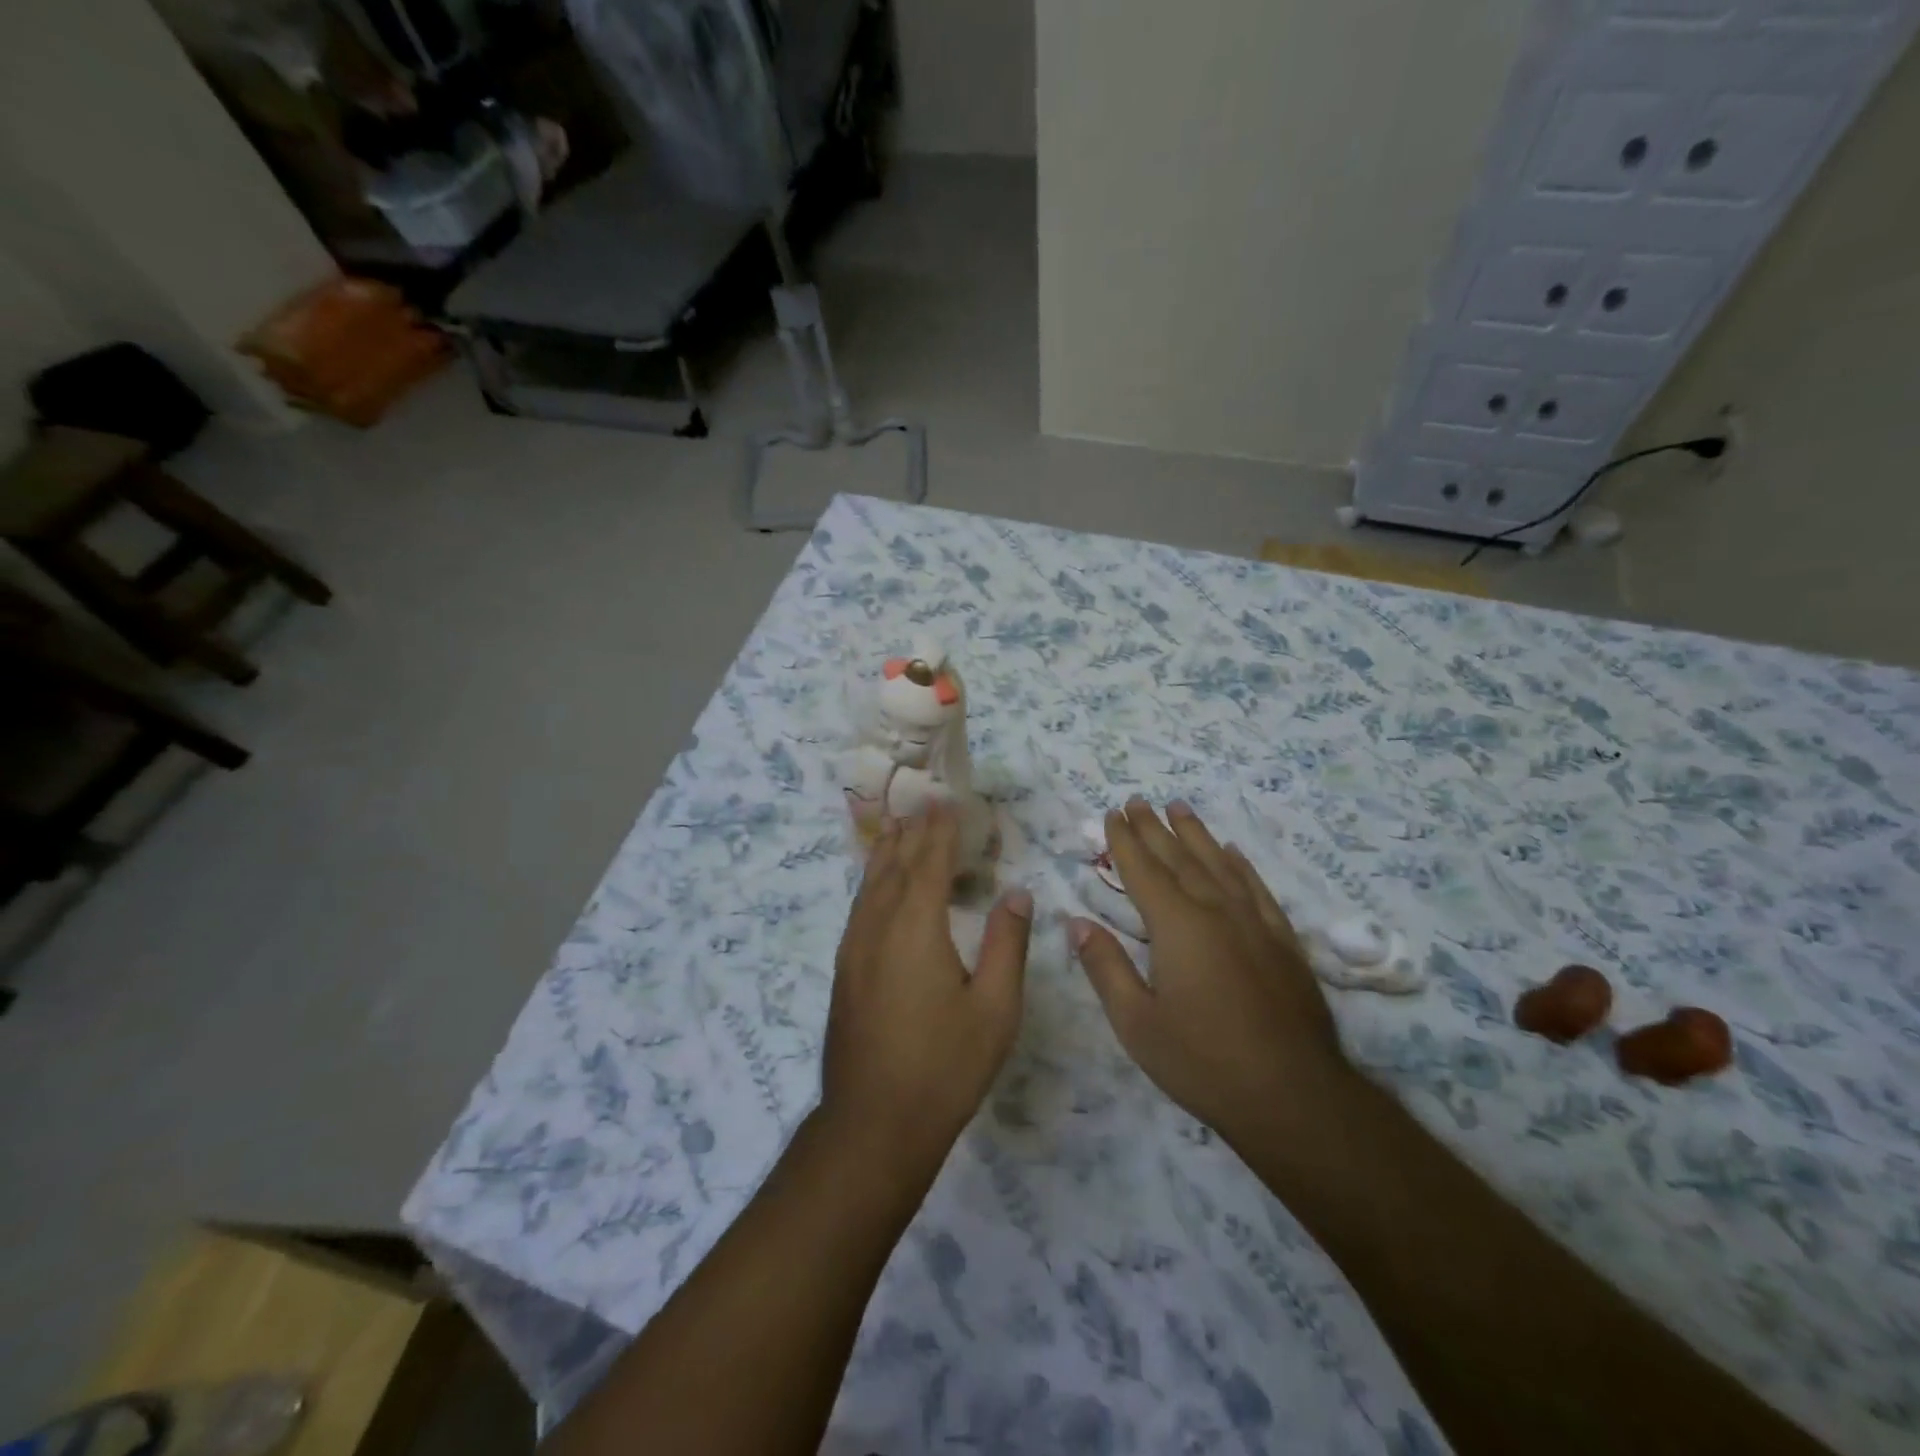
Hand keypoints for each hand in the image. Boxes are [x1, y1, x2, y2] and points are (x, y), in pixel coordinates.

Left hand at [821, 804, 1031, 1176]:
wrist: (873, 1123)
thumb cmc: (944, 1065)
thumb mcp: (995, 1008)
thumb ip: (1007, 944)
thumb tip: (1017, 894)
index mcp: (916, 928)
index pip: (928, 863)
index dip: (938, 830)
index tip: (945, 801)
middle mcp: (878, 928)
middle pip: (893, 866)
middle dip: (910, 832)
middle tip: (922, 803)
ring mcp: (854, 950)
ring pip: (870, 886)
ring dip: (886, 853)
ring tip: (897, 829)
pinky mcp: (844, 972)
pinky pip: (860, 909)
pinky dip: (873, 884)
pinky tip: (878, 890)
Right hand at [1071, 799, 1349, 1143]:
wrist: (1294, 1096)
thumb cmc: (1203, 1061)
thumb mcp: (1137, 1024)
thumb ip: (1106, 967)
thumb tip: (1076, 922)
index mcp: (1177, 926)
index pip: (1143, 870)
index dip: (1124, 840)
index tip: (1111, 813)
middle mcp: (1216, 911)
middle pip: (1179, 858)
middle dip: (1154, 828)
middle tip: (1137, 800)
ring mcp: (1254, 923)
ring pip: (1219, 864)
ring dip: (1196, 834)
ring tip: (1179, 807)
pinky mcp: (1283, 941)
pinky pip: (1256, 888)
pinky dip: (1240, 865)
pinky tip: (1232, 852)